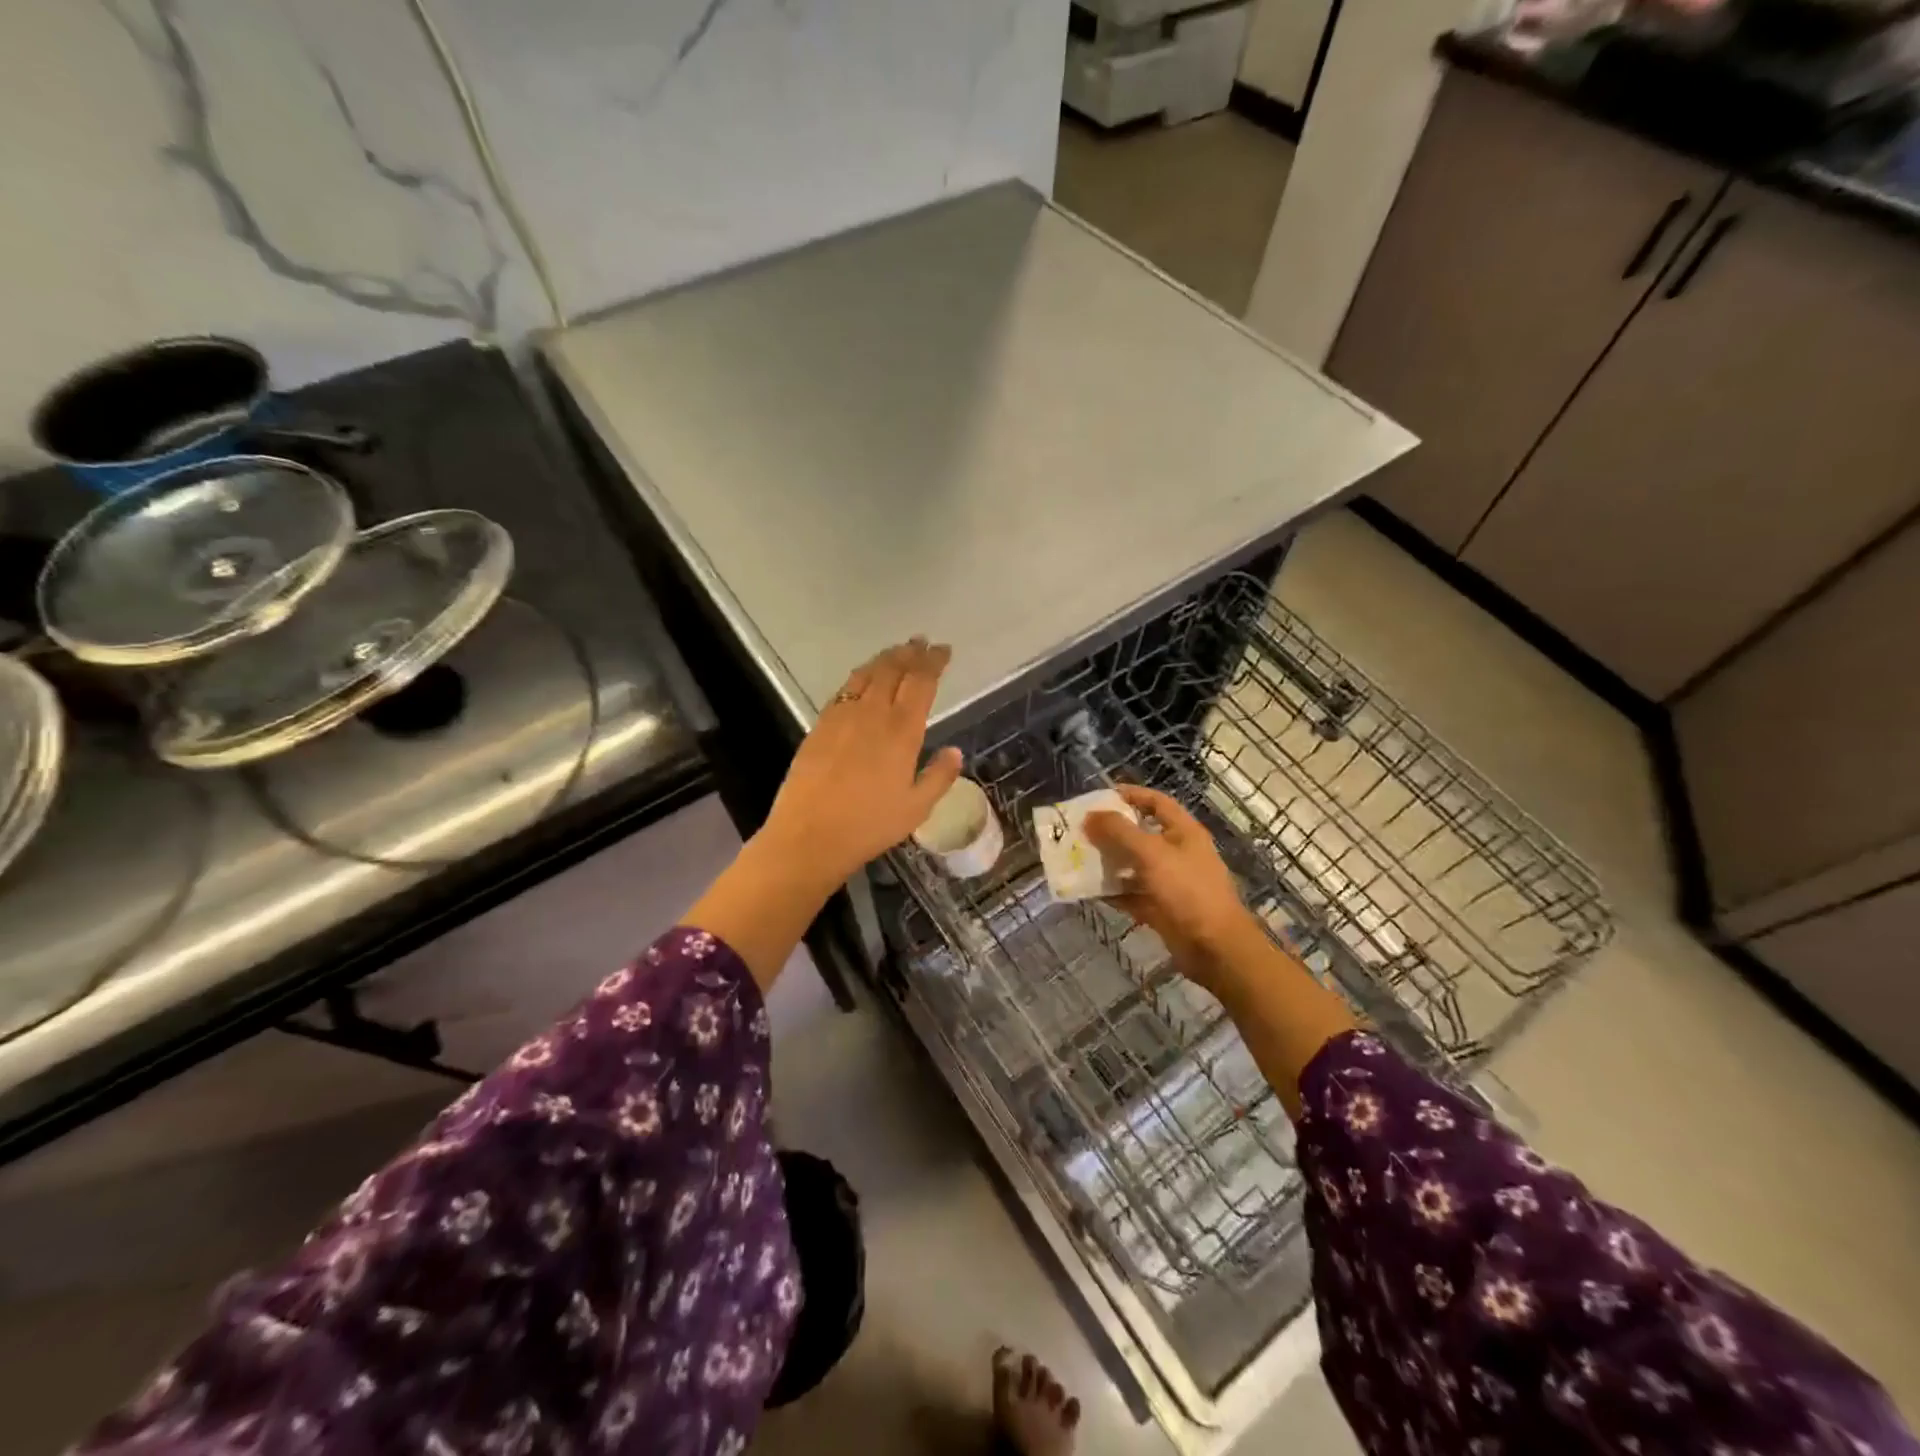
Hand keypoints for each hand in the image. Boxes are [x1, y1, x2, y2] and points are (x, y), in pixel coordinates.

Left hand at [760, 638, 963, 883]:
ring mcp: (841, 717)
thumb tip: (954, 752)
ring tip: (896, 652)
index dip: (933, 662)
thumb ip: (938, 777)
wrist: (809, 835)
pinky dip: (859, 676)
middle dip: (910, 652)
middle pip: (892, 669)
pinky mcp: (819, 726)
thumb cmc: (869, 826)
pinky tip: (862, 680)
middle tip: (921, 643)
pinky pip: (844, 690)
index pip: (921, 682)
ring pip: (865, 674)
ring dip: (884, 659)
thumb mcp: (916, 808)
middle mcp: (872, 714)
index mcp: (901, 731)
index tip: (943, 650)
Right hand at [1084, 786, 1258, 992]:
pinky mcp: (1160, 908)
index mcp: (1183, 832)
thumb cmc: (1188, 891)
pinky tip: (1089, 891)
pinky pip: (1131, 894)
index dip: (1131, 795)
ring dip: (1109, 862)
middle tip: (1081, 830)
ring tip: (1078, 858)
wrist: (1215, 948)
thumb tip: (1091, 815)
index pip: (1157, 802)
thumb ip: (1120, 832)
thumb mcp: (1152, 854)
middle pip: (1140, 834)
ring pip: (1133, 865)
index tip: (1100, 795)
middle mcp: (1177, 853)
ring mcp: (1169, 882)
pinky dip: (1113, 892)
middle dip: (1111, 831)